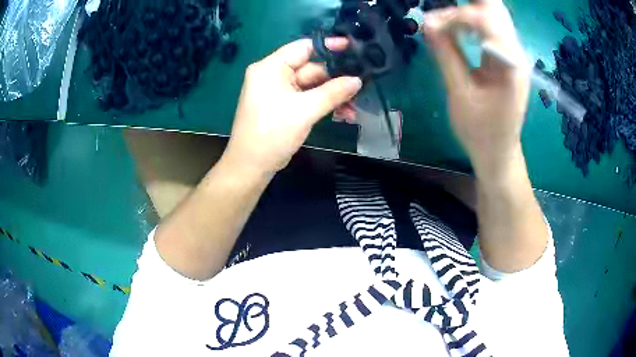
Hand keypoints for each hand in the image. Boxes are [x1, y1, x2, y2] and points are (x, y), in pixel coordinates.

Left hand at [224, 38, 362, 174]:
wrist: (251, 167)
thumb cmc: (273, 133)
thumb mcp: (305, 110)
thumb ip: (333, 92)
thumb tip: (358, 80)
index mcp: (271, 67)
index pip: (303, 47)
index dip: (330, 47)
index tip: (353, 48)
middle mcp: (273, 75)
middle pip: (311, 68)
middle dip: (336, 81)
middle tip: (361, 87)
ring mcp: (278, 91)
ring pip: (312, 86)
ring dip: (333, 97)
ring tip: (353, 111)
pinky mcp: (283, 105)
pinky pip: (306, 98)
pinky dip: (322, 105)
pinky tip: (342, 115)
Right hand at [422, 0, 530, 178]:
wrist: (498, 152)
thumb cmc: (480, 131)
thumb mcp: (460, 93)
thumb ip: (446, 54)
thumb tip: (428, 25)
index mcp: (509, 63)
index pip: (486, 20)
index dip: (456, 16)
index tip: (431, 25)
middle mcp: (516, 52)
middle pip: (495, 9)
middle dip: (466, 6)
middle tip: (441, 16)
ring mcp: (513, 54)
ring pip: (494, 15)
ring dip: (468, 11)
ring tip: (445, 22)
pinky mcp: (507, 57)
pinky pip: (492, 27)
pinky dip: (472, 22)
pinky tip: (457, 29)